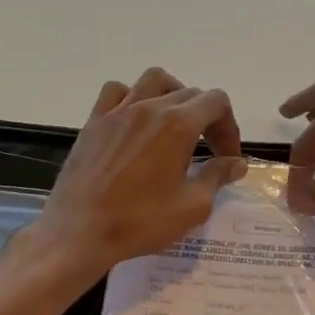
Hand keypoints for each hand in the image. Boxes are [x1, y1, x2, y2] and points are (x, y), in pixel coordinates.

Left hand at [37, 67, 246, 275]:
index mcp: (178, 125)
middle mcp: (149, 108)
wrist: (78, 234)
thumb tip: (236, 163)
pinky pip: (116, 92)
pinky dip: (132, 97)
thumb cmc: (140, 222)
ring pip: (154, 81)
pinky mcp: (94, 122)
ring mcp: (118, 111)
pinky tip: (135, 122)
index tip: (227, 158)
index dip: (229, 127)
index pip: (216, 102)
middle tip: (209, 151)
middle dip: (208, 118)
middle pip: (190, 93)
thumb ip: (217, 177)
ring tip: (175, 123)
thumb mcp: (192, 207)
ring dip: (173, 95)